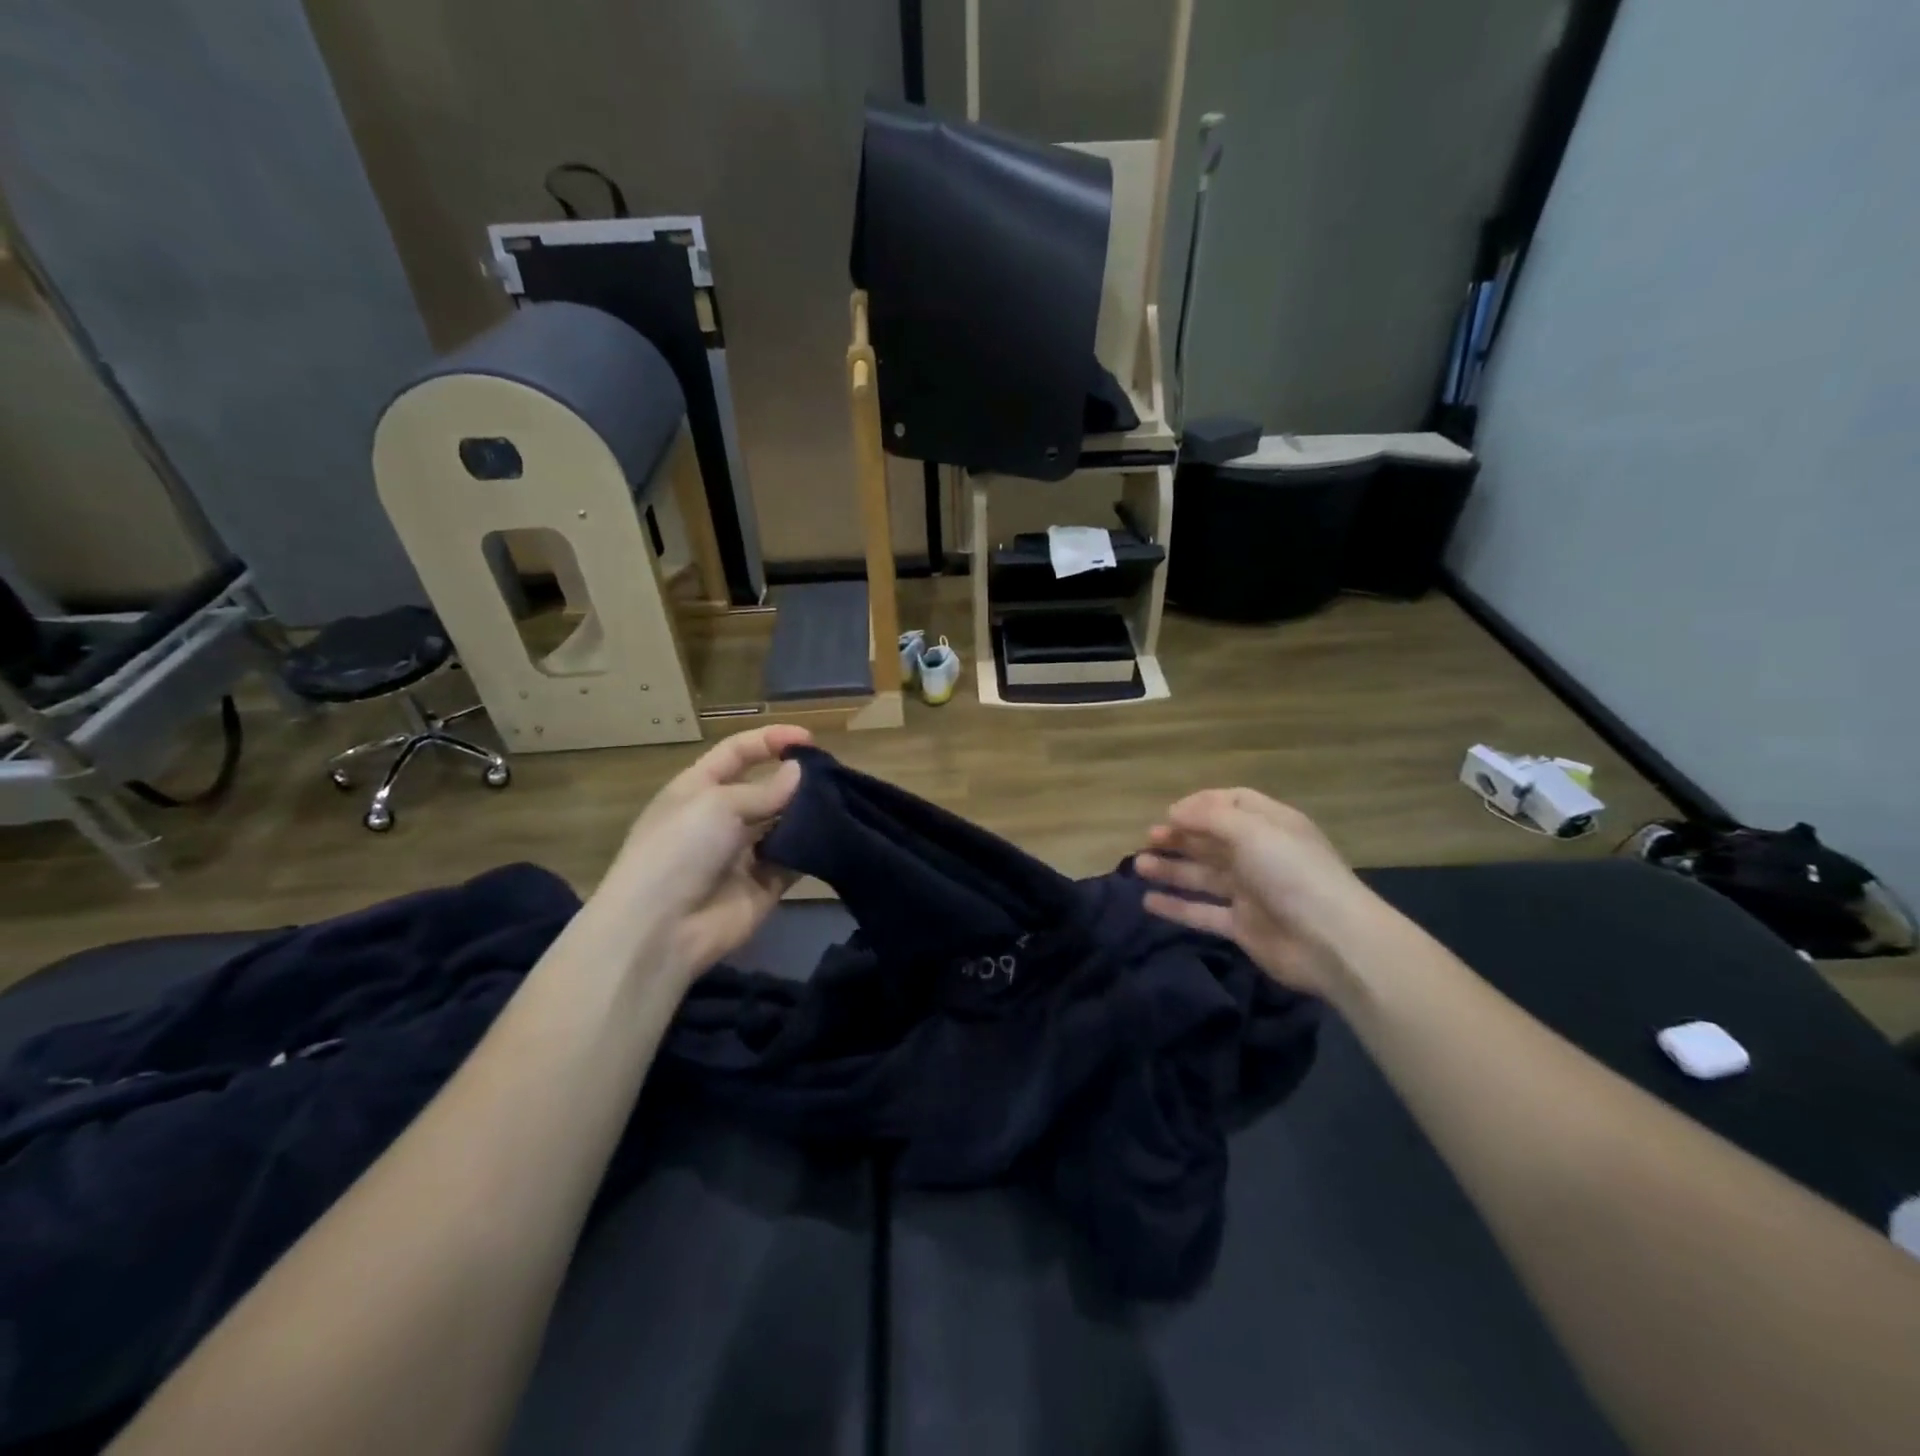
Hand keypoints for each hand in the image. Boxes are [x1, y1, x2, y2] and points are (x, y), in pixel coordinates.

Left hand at [593, 724, 812, 982]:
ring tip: (841, 801)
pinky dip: (812, 849)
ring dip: (808, 813)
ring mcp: (743, 853)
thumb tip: (799, 773)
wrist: (661, 931)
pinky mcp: (765, 885)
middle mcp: (721, 818)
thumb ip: (764, 790)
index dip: (769, 740)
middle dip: (795, 779)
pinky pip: (794, 860)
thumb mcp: (717, 804)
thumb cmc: (679, 850)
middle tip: (833, 774)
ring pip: (784, 824)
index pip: (737, 753)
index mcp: (698, 789)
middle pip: (765, 788)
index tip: (809, 738)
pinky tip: (836, 836)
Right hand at [1133, 788, 1381, 998]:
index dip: (1201, 805)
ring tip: (1138, 866)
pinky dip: (1176, 907)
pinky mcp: (1243, 927)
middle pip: (1213, 840)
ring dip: (1171, 869)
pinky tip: (1148, 902)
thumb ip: (1209, 818)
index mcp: (1271, 825)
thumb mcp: (1252, 831)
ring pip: (1203, 876)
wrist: (1331, 941)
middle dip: (1180, 837)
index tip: (1170, 813)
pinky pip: (1202, 912)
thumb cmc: (1292, 873)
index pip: (1232, 804)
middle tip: (1148, 838)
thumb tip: (1174, 813)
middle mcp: (1260, 855)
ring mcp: (1251, 892)